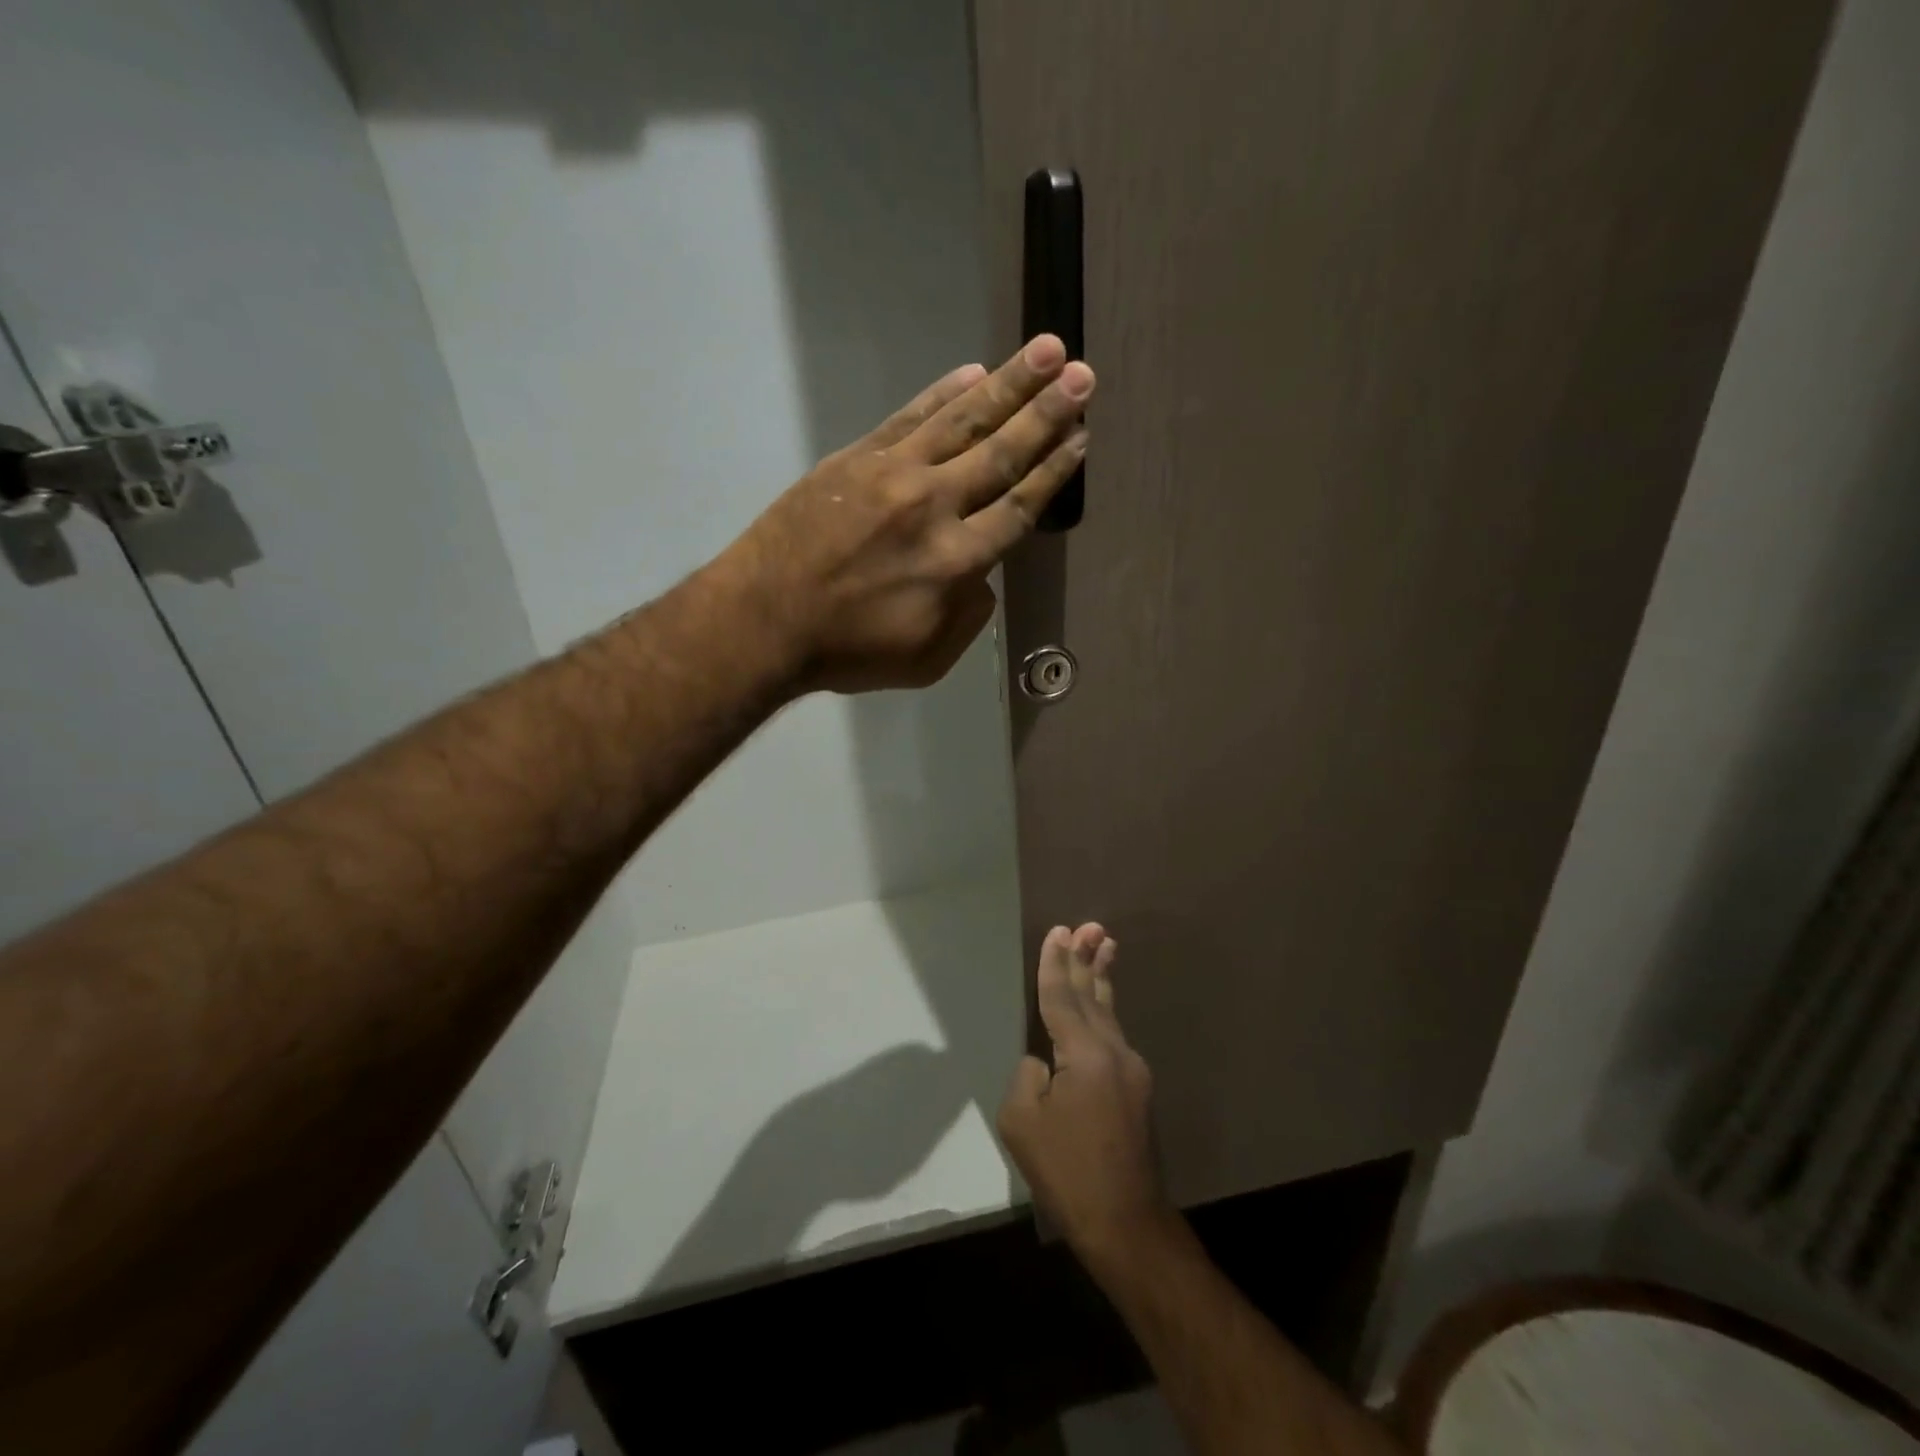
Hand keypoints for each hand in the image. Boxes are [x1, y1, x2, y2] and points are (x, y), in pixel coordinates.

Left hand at [721, 335, 1093, 693]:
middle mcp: (935, 506)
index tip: (1081, 437)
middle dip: (1047, 412)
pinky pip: (909, 417)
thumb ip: (968, 618)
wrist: (763, 621)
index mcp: (958, 562)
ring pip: (962, 421)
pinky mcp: (856, 459)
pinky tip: (972, 372)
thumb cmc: (847, 651)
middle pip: (1001, 452)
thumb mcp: (925, 660)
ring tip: (1047, 350)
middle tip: (1084, 374)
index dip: (1054, 470)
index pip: (1019, 506)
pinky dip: (943, 393)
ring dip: (1008, 384)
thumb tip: (980, 577)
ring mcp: (893, 474)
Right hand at [997, 924, 1174, 1267]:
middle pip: (1093, 995)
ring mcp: (1132, 1071)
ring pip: (1109, 1013)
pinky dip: (1104, 1010)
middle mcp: (1114, 1052)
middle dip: (1086, 959)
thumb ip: (1027, 1076)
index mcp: (1084, 1055)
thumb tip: (1043, 1063)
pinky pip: (1113, 1036)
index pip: (1063, 997)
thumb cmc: (1067, 1172)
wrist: (1126, 1224)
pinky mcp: (1136, 1091)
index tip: (1058, 931)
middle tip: (1090, 925)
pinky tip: (1100, 1006)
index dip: (1055, 964)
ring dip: (1101, 978)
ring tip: (1105, 945)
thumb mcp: (1022, 1122)